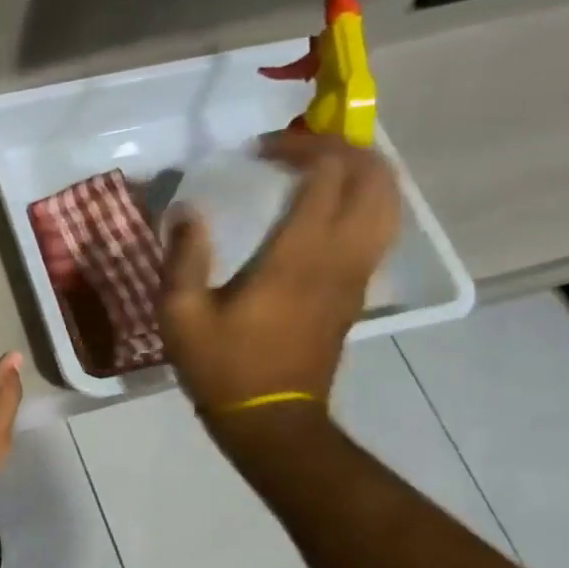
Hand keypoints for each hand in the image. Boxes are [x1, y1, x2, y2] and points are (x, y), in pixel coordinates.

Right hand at [156, 132, 399, 413]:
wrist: (271, 419)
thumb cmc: (222, 365)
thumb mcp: (180, 313)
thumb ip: (183, 256)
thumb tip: (187, 209)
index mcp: (297, 257)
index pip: (327, 176)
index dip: (300, 147)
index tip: (259, 149)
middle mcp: (340, 257)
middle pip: (374, 179)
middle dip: (341, 149)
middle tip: (294, 147)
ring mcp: (357, 275)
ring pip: (388, 202)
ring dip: (359, 172)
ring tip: (315, 167)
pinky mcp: (357, 290)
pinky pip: (379, 228)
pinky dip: (362, 200)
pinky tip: (324, 206)